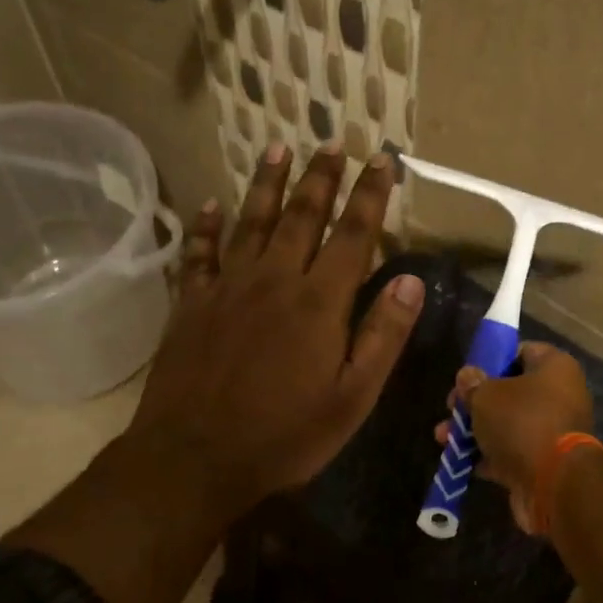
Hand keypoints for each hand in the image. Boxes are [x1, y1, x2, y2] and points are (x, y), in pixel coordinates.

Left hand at [121, 144, 424, 524]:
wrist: (194, 459)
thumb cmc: (285, 435)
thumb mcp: (353, 397)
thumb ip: (383, 335)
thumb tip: (411, 279)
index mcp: (318, 302)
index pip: (352, 235)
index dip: (370, 195)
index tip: (382, 160)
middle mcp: (274, 280)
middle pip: (301, 216)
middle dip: (321, 177)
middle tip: (331, 142)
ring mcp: (227, 288)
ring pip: (251, 222)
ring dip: (266, 184)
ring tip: (278, 148)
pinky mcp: (190, 305)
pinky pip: (199, 254)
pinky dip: (205, 227)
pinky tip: (210, 205)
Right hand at [436, 342, 593, 531]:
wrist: (554, 484)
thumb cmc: (521, 422)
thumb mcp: (486, 395)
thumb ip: (473, 384)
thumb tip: (467, 376)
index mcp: (555, 367)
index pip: (521, 351)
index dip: (491, 360)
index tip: (467, 375)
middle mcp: (560, 395)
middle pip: (510, 391)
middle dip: (475, 402)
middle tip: (450, 409)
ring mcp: (554, 431)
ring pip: (508, 424)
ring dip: (475, 431)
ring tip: (442, 438)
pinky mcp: (545, 463)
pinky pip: (512, 452)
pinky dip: (487, 456)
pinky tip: (459, 461)